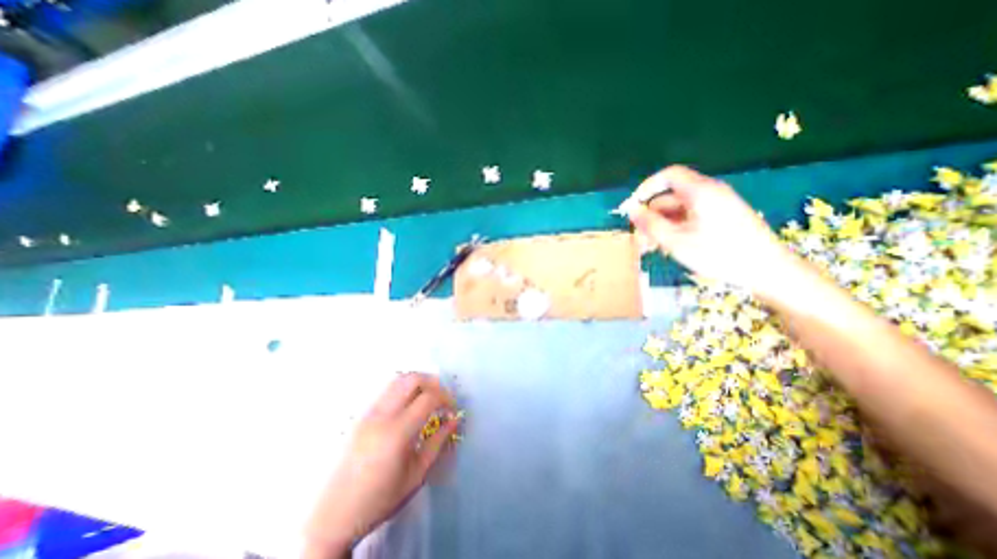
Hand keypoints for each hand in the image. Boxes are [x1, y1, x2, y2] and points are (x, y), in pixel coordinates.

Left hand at [303, 371, 457, 557]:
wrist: (332, 516)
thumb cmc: (380, 499)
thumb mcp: (416, 475)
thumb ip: (438, 442)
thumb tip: (455, 420)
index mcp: (397, 432)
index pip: (429, 398)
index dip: (446, 398)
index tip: (453, 409)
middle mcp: (381, 415)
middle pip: (413, 379)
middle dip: (433, 383)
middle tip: (442, 398)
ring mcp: (368, 412)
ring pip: (397, 379)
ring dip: (418, 382)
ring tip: (427, 397)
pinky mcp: (360, 414)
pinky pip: (386, 389)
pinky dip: (403, 388)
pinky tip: (408, 404)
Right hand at [624, 165, 800, 297]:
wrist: (766, 269)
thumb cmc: (718, 253)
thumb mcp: (676, 241)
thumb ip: (650, 224)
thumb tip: (631, 210)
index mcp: (700, 191)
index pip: (668, 176)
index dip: (647, 188)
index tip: (633, 208)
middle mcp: (708, 193)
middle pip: (670, 198)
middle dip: (651, 217)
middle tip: (640, 240)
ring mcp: (715, 206)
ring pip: (677, 211)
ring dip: (660, 227)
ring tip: (651, 249)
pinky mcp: (720, 218)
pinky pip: (689, 219)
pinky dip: (675, 230)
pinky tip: (668, 247)